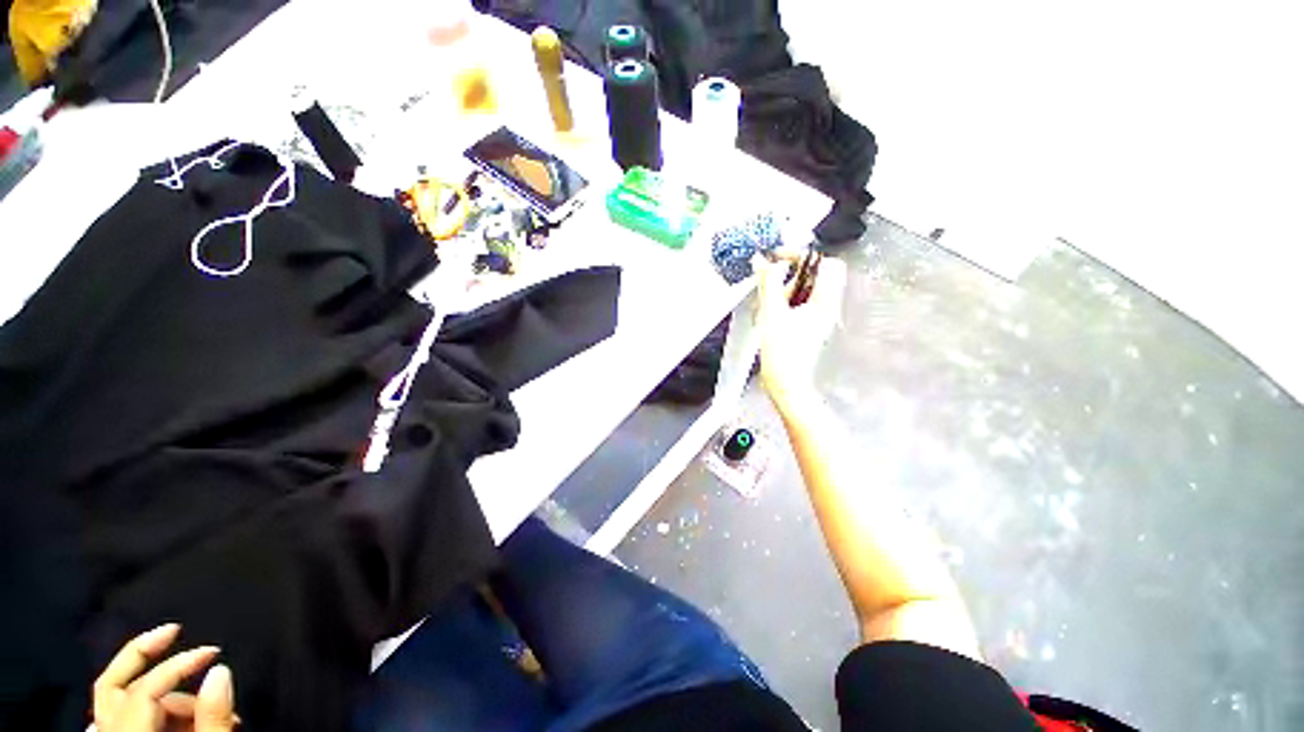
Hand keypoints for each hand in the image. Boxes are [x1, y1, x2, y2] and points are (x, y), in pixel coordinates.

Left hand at [93, 624, 236, 731]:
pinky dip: (147, 706)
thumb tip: (221, 669)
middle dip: (143, 653)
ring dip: (161, 693)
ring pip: (121, 703)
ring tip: (199, 704)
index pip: (143, 688)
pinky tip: (170, 710)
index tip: (213, 652)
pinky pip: (117, 717)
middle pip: (112, 684)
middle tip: (173, 629)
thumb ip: (212, 716)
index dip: (178, 664)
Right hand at [756, 254, 846, 409]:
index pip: (825, 263)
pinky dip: (784, 302)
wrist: (785, 382)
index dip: (802, 255)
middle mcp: (827, 306)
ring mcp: (818, 316)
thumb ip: (769, 284)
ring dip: (784, 290)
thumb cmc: (782, 352)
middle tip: (773, 288)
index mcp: (825, 302)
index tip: (778, 259)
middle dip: (791, 275)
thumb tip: (764, 261)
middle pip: (815, 275)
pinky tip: (769, 315)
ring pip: (805, 289)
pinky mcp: (808, 324)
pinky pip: (799, 303)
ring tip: (767, 307)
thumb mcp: (772, 314)